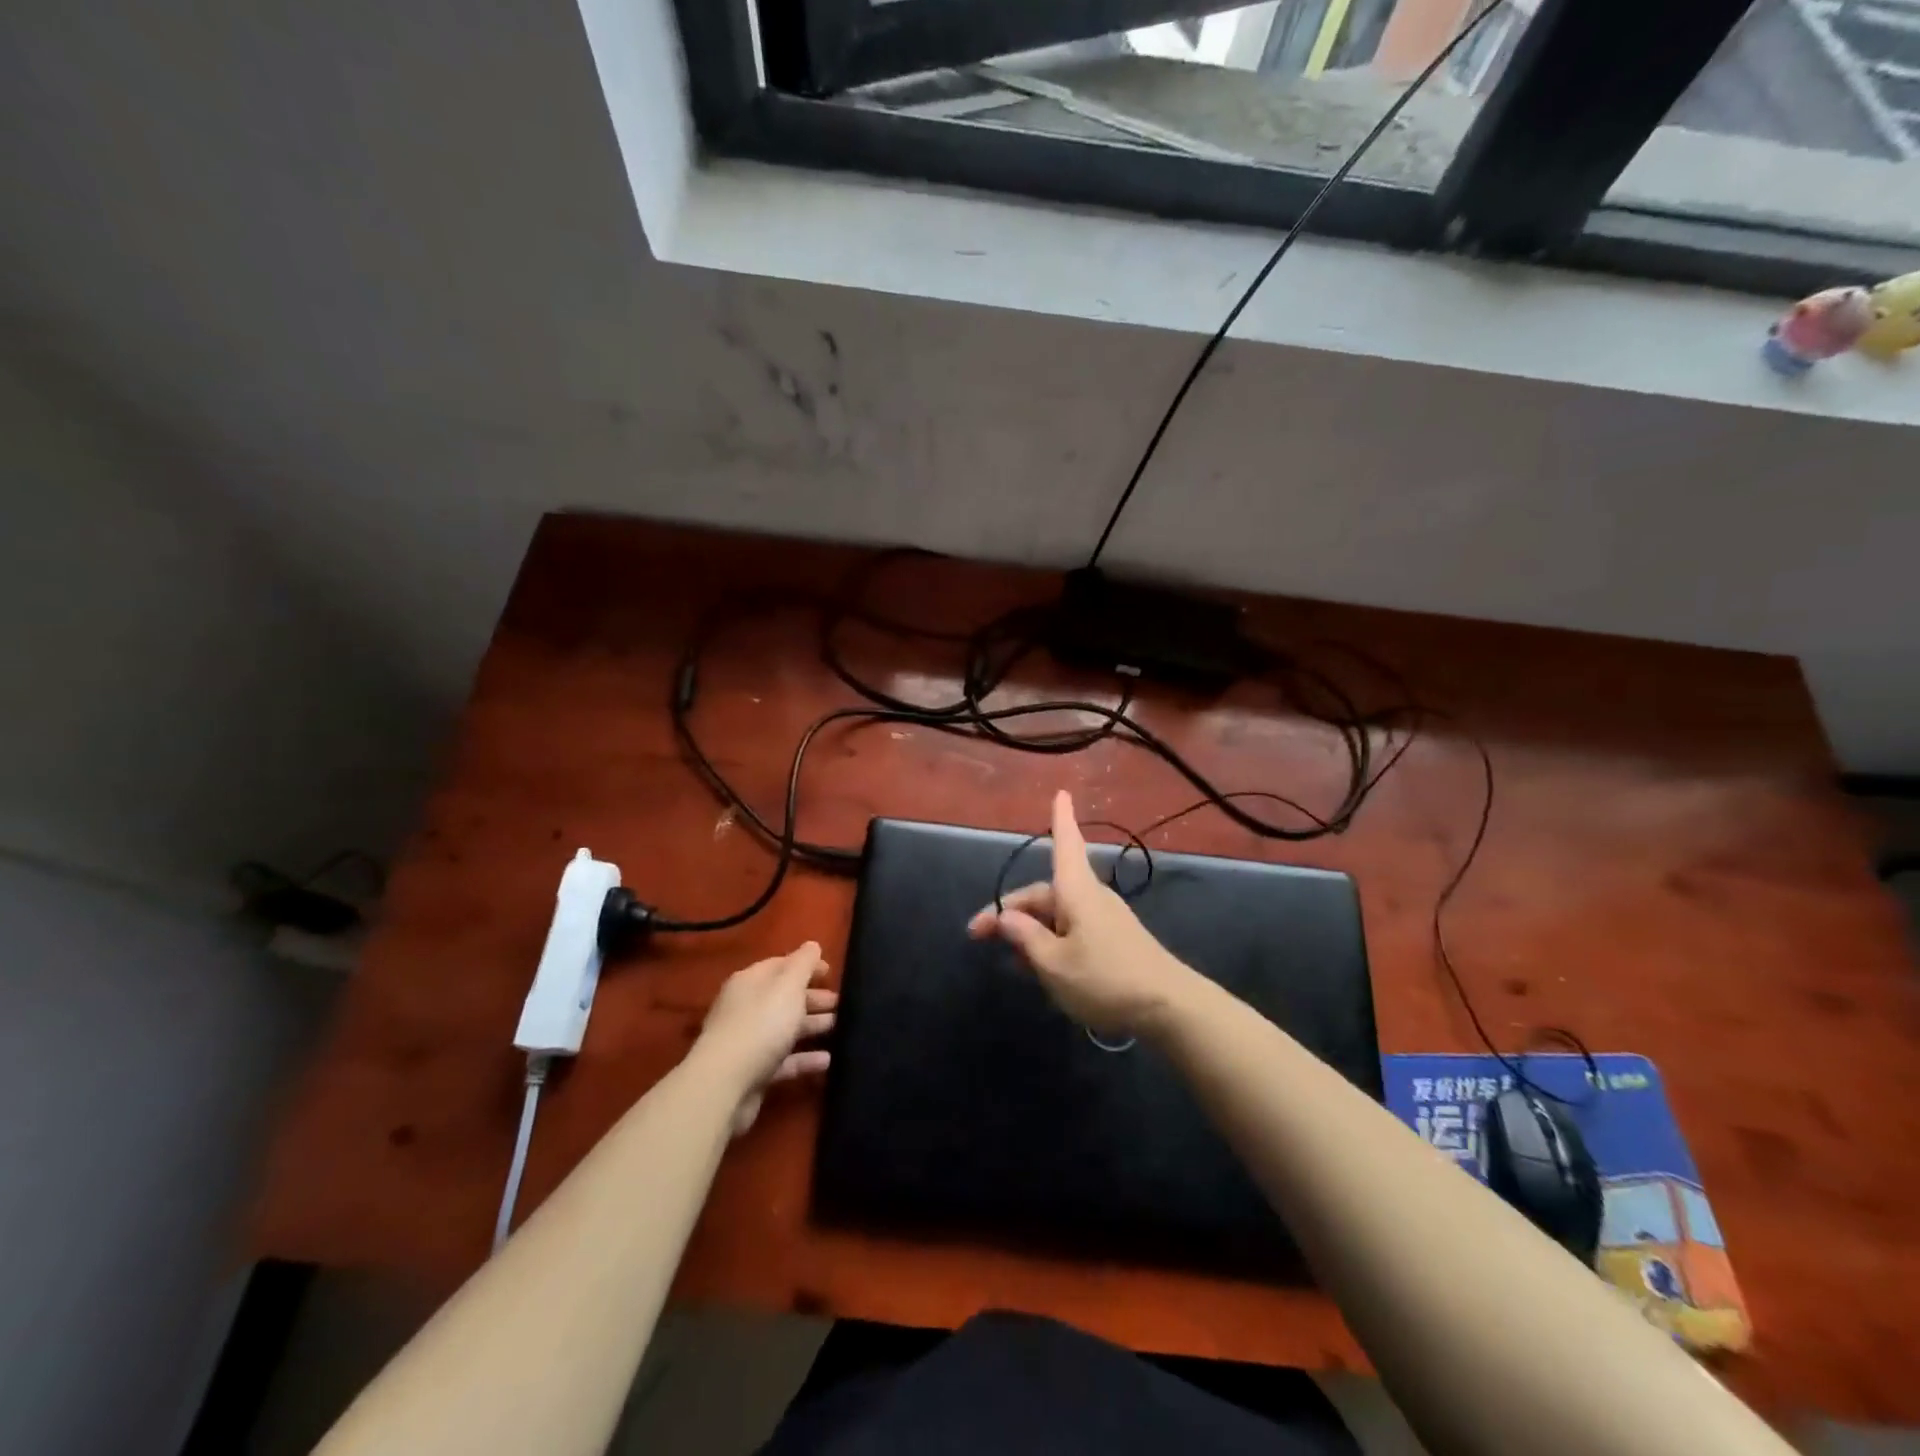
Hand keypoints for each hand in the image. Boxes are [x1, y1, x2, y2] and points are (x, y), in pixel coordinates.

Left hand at [693, 942, 836, 1135]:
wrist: (726, 1084)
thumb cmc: (761, 1024)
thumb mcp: (788, 986)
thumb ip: (803, 963)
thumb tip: (812, 945)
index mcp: (751, 982)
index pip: (780, 965)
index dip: (806, 966)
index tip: (831, 972)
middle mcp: (746, 1007)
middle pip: (784, 997)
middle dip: (812, 997)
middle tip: (841, 1002)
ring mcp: (748, 1041)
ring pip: (785, 1028)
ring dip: (812, 1026)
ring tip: (839, 1027)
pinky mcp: (754, 1072)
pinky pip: (784, 1060)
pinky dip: (805, 1058)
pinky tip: (827, 1060)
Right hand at [967, 791, 1195, 1039]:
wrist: (1168, 1008)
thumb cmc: (1105, 979)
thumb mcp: (1053, 964)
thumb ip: (1026, 938)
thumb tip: (1006, 916)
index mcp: (1076, 891)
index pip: (1065, 844)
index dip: (1060, 819)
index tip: (1061, 792)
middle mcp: (1090, 897)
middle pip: (1045, 893)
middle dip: (1011, 910)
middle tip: (978, 936)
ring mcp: (1104, 919)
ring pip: (1056, 916)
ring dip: (1029, 931)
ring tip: (1008, 959)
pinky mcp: (1112, 941)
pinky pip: (1071, 931)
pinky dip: (1050, 941)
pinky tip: (1038, 967)